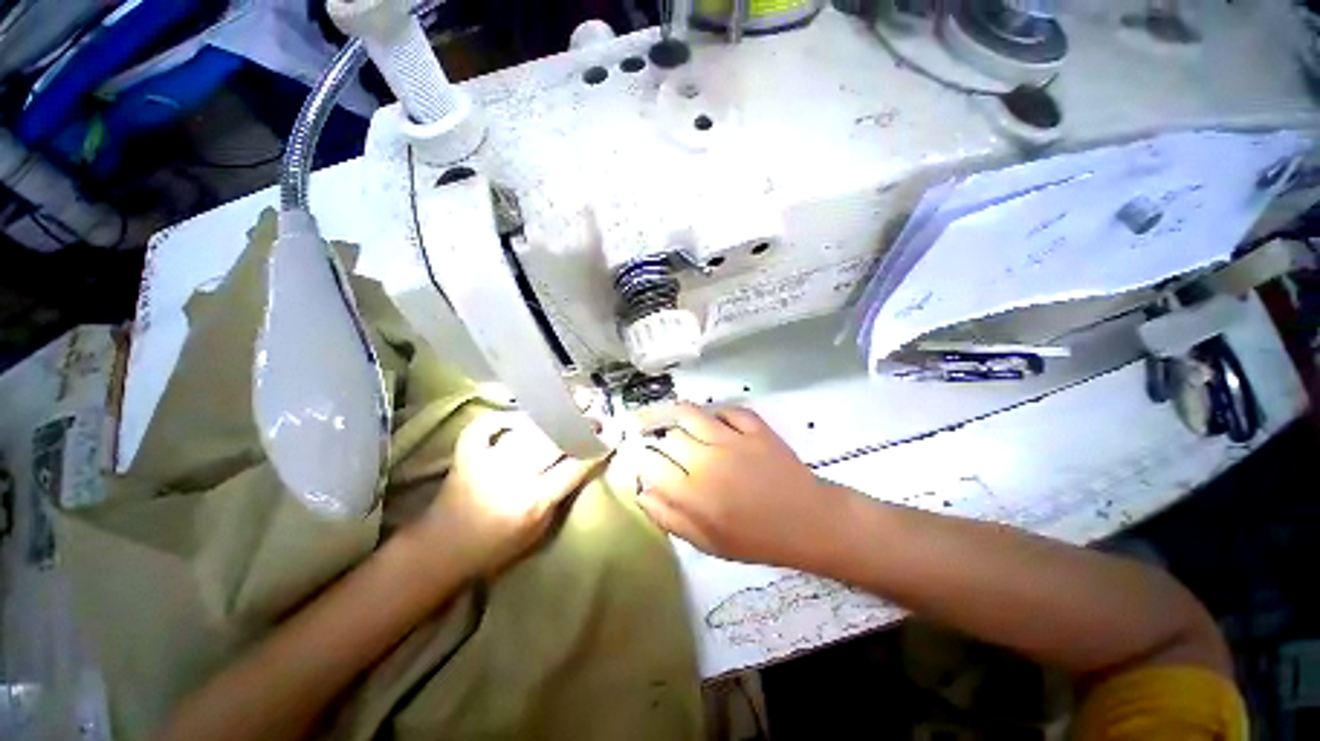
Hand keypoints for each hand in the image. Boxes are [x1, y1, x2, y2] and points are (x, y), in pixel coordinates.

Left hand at [414, 412, 605, 578]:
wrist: (442, 551)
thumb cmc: (497, 548)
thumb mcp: (540, 531)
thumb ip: (561, 495)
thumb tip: (582, 462)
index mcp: (533, 502)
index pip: (575, 466)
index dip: (597, 447)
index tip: (614, 433)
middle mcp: (512, 477)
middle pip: (554, 441)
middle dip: (581, 425)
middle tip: (596, 415)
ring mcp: (486, 462)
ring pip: (527, 429)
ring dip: (553, 415)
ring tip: (571, 403)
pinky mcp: (466, 455)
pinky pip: (486, 426)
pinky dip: (501, 417)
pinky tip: (517, 414)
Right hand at [630, 403, 852, 568]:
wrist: (808, 522)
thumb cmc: (756, 538)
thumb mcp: (708, 543)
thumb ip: (670, 518)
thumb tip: (642, 493)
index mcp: (693, 493)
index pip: (651, 465)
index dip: (639, 458)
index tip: (639, 457)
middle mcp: (707, 460)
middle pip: (669, 437)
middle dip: (658, 437)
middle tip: (657, 438)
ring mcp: (732, 439)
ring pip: (691, 414)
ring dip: (677, 413)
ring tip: (672, 415)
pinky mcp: (755, 428)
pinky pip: (728, 409)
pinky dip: (718, 412)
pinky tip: (715, 420)